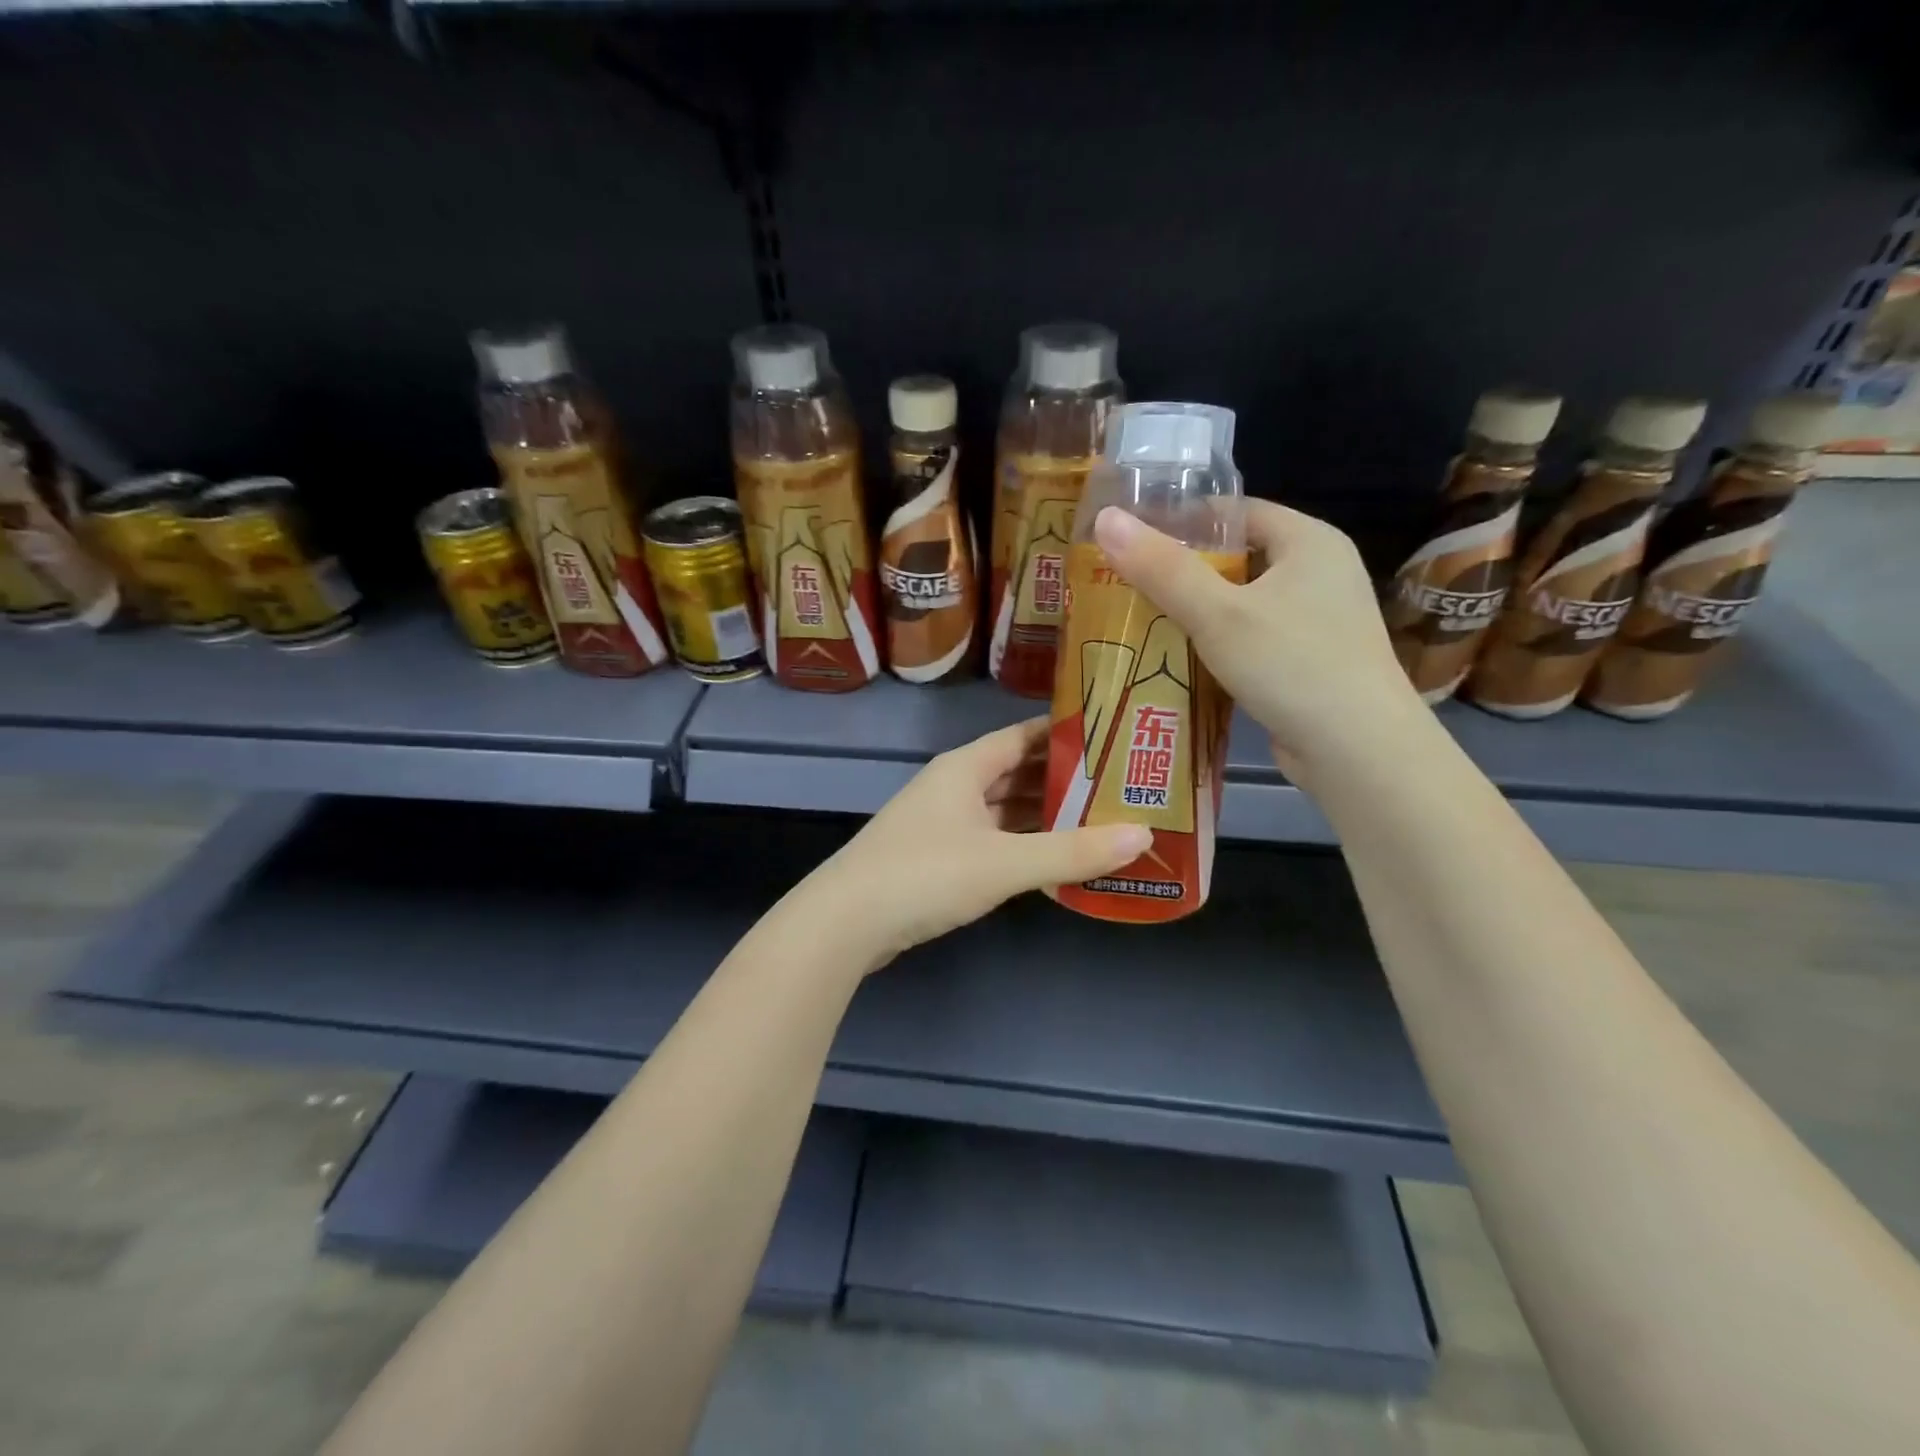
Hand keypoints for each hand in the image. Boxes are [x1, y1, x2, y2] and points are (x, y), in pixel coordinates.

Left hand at [805, 718, 1151, 966]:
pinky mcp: (934, 858)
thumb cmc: (926, 875)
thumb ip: (1072, 852)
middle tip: (1117, 786)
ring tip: (1097, 820)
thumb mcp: (1005, 863)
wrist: (845, 922)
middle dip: (1062, 779)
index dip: (1065, 735)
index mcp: (964, 768)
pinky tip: (1051, 859)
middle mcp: (952, 786)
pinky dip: (1020, 844)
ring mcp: (940, 823)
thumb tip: (1143, 836)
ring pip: (1001, 809)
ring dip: (1041, 815)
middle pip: (1015, 772)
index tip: (1112, 737)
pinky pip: (989, 840)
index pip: (1023, 736)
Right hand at [1092, 501, 1424, 777]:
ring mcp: (1318, 620)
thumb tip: (1106, 519)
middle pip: (1237, 558)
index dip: (1184, 522)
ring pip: (1242, 603)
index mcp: (1310, 541)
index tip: (1134, 540)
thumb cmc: (1291, 665)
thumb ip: (1161, 568)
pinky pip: (1252, 639)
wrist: (1357, 751)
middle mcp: (1320, 572)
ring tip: (1139, 620)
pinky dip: (1216, 645)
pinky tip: (1178, 660)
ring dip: (1196, 613)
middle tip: (1126, 584)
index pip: (1237, 512)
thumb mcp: (1217, 613)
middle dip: (1182, 572)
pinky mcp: (1310, 661)